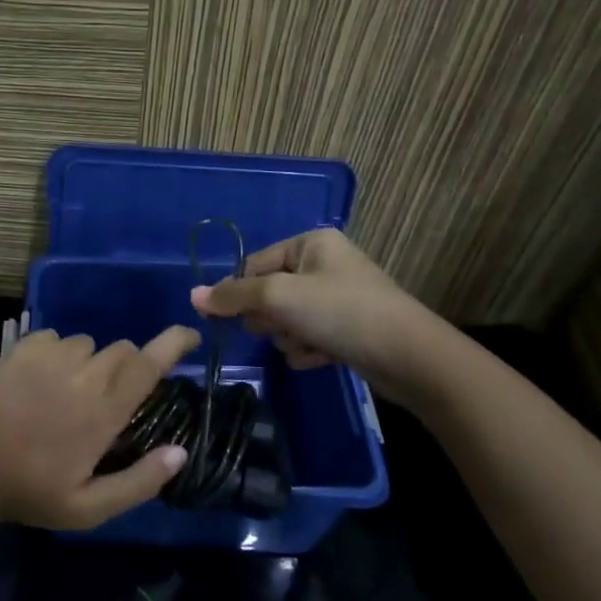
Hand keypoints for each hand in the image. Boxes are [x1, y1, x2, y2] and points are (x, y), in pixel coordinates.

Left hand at [0, 326, 199, 529]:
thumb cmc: (30, 492)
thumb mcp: (89, 508)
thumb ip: (139, 482)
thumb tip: (179, 453)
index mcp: (103, 411)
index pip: (148, 363)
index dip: (173, 343)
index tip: (190, 336)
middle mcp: (81, 374)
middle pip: (122, 350)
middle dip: (128, 367)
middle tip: (109, 399)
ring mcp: (49, 356)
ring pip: (87, 344)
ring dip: (90, 363)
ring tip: (69, 393)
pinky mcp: (21, 348)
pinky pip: (54, 337)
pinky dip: (58, 352)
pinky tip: (43, 379)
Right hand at [189, 229, 442, 404]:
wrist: (409, 357)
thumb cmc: (340, 312)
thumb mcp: (279, 297)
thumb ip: (233, 296)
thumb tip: (192, 296)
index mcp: (311, 243)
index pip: (254, 264)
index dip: (240, 292)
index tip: (229, 317)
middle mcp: (324, 264)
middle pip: (269, 292)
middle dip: (270, 317)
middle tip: (281, 326)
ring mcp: (337, 298)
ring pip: (286, 319)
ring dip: (288, 337)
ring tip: (307, 344)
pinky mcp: (347, 328)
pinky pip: (308, 336)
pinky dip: (308, 349)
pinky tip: (321, 357)